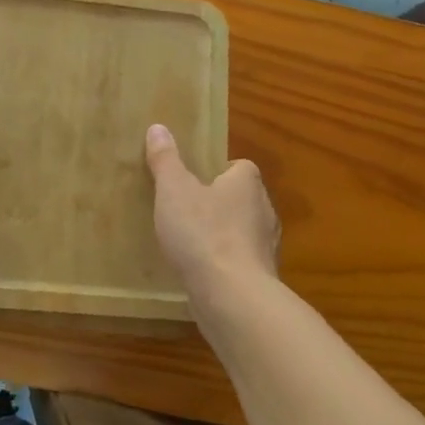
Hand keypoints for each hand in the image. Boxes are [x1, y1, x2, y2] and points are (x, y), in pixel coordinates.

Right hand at [144, 123, 278, 298]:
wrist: (232, 296)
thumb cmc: (203, 233)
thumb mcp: (174, 190)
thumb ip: (165, 160)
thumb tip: (158, 128)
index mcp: (248, 182)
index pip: (238, 167)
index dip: (216, 171)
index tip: (191, 181)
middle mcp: (264, 209)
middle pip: (240, 198)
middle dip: (217, 203)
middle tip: (184, 210)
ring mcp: (266, 246)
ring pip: (241, 231)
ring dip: (221, 235)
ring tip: (189, 243)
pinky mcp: (261, 276)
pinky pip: (239, 261)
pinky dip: (223, 263)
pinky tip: (200, 271)